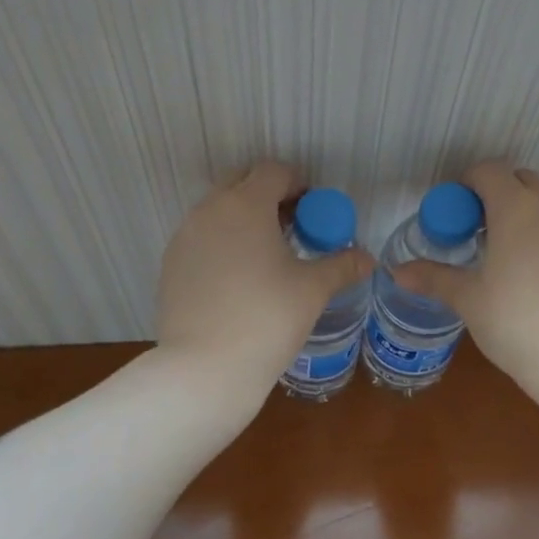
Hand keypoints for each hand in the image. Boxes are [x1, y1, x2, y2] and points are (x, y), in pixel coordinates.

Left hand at [156, 162, 373, 388]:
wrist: (205, 367)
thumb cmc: (267, 319)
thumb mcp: (312, 290)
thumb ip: (341, 265)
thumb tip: (367, 259)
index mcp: (245, 204)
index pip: (274, 171)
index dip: (298, 185)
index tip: (314, 212)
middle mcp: (209, 210)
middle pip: (242, 184)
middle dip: (269, 198)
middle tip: (292, 229)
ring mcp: (184, 237)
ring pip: (218, 211)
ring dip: (244, 220)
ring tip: (266, 256)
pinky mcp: (170, 264)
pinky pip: (201, 239)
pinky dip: (222, 244)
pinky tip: (238, 280)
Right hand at [394, 161, 538, 380]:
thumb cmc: (514, 322)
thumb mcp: (468, 299)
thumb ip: (433, 278)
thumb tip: (396, 271)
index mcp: (516, 209)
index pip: (489, 171)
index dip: (468, 184)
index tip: (455, 213)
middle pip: (522, 180)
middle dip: (498, 194)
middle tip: (478, 232)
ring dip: (526, 216)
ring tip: (508, 257)